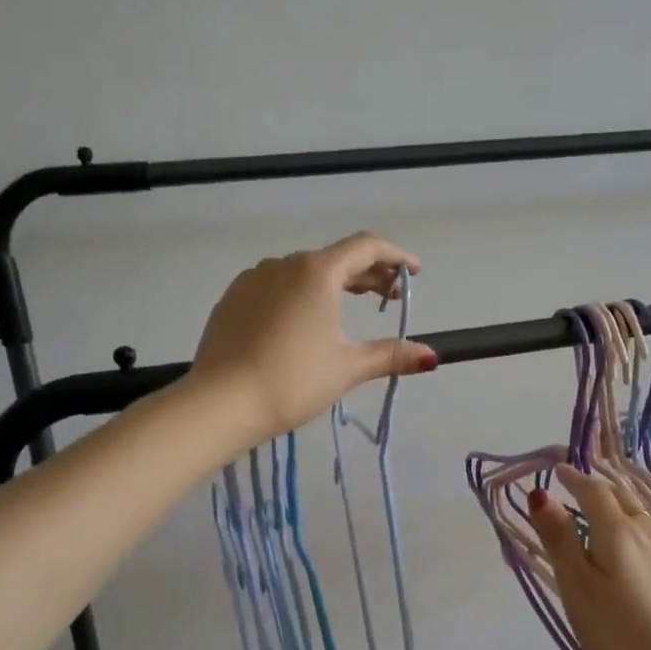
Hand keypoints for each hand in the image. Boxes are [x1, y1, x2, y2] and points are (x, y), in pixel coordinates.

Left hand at [188, 232, 436, 441]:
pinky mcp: (233, 298)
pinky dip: (302, 293)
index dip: (396, 257)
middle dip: (368, 274)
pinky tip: (304, 322)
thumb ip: (391, 356)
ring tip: (349, 309)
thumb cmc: (292, 381)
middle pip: (336, 258)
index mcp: (317, 272)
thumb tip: (431, 356)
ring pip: (305, 271)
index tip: (415, 273)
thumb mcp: (348, 368)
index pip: (366, 247)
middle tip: (389, 298)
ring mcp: (253, 278)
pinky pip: (277, 285)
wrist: (219, 403)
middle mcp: (284, 264)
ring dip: (334, 284)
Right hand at [528, 466, 650, 649]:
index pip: (593, 490)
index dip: (573, 478)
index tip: (557, 471)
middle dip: (596, 488)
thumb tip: (541, 494)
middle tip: (575, 488)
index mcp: (619, 531)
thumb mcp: (578, 589)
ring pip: (639, 516)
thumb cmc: (620, 635)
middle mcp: (649, 532)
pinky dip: (632, 528)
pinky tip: (630, 549)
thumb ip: (560, 540)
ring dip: (617, 507)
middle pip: (621, 498)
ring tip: (598, 516)